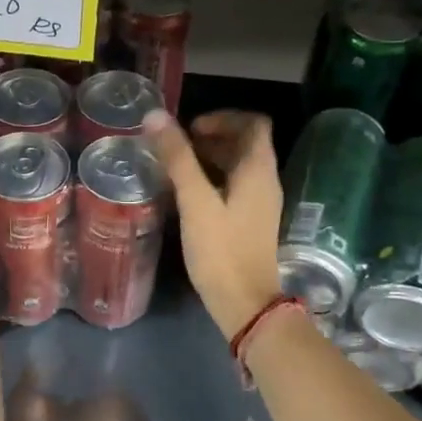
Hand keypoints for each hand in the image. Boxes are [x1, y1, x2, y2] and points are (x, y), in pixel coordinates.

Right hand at [145, 109, 283, 338]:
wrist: (245, 304)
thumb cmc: (221, 250)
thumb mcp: (195, 201)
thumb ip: (178, 158)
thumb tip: (156, 116)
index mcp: (258, 170)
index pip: (253, 123)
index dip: (223, 117)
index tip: (191, 128)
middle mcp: (265, 181)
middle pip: (245, 143)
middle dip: (211, 137)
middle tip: (176, 146)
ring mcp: (259, 203)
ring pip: (238, 166)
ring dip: (210, 158)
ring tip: (175, 167)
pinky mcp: (249, 222)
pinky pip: (234, 187)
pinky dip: (212, 180)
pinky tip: (186, 194)